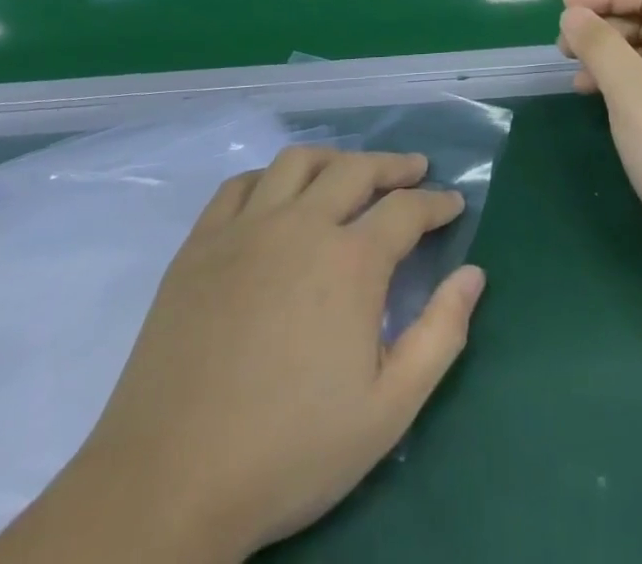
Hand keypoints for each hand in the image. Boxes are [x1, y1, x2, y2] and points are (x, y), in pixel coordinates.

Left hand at [78, 150, 484, 561]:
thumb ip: (441, 335)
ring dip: (334, 158)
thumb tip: (473, 274)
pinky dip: (270, 177)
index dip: (436, 202)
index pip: (407, 210)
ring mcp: (245, 228)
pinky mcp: (200, 244)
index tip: (453, 203)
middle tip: (414, 170)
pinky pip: (239, 185)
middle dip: (394, 165)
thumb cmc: (289, 451)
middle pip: (356, 170)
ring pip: (297, 162)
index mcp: (351, 262)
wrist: (168, 483)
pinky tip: (277, 194)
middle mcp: (301, 225)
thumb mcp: (388, 410)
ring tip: (350, 171)